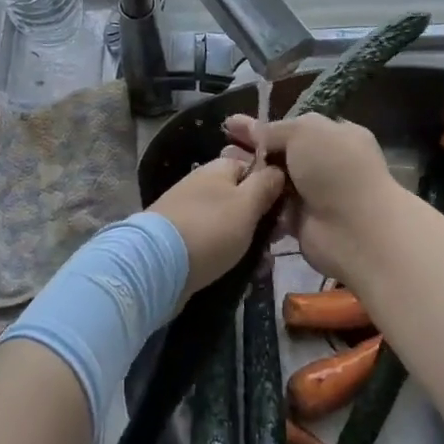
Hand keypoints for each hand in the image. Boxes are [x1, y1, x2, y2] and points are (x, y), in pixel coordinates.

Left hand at [148, 154, 286, 301]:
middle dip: (261, 222)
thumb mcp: (247, 204)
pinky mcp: (180, 240)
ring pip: (229, 225)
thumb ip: (266, 185)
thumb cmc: (210, 228)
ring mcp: (189, 213)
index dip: (272, 186)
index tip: (287, 210)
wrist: (156, 265)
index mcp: (218, 169)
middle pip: (241, 198)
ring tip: (261, 268)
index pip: (252, 167)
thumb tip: (278, 169)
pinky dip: (227, 257)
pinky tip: (242, 276)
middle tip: (274, 245)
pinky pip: (212, 245)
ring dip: (248, 244)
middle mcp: (202, 185)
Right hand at [221, 113, 406, 283]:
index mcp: (334, 134)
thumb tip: (252, 129)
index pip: (294, 126)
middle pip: (282, 152)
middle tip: (223, 148)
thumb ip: (275, 130)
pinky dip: (257, 202)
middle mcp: (325, 162)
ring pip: (275, 179)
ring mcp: (314, 193)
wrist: (356, 230)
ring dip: (252, 176)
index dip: (264, 126)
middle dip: (253, 150)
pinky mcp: (301, 221)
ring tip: (222, 169)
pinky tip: (232, 194)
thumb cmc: (335, 169)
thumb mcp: (304, 131)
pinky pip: (274, 206)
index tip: (232, 125)